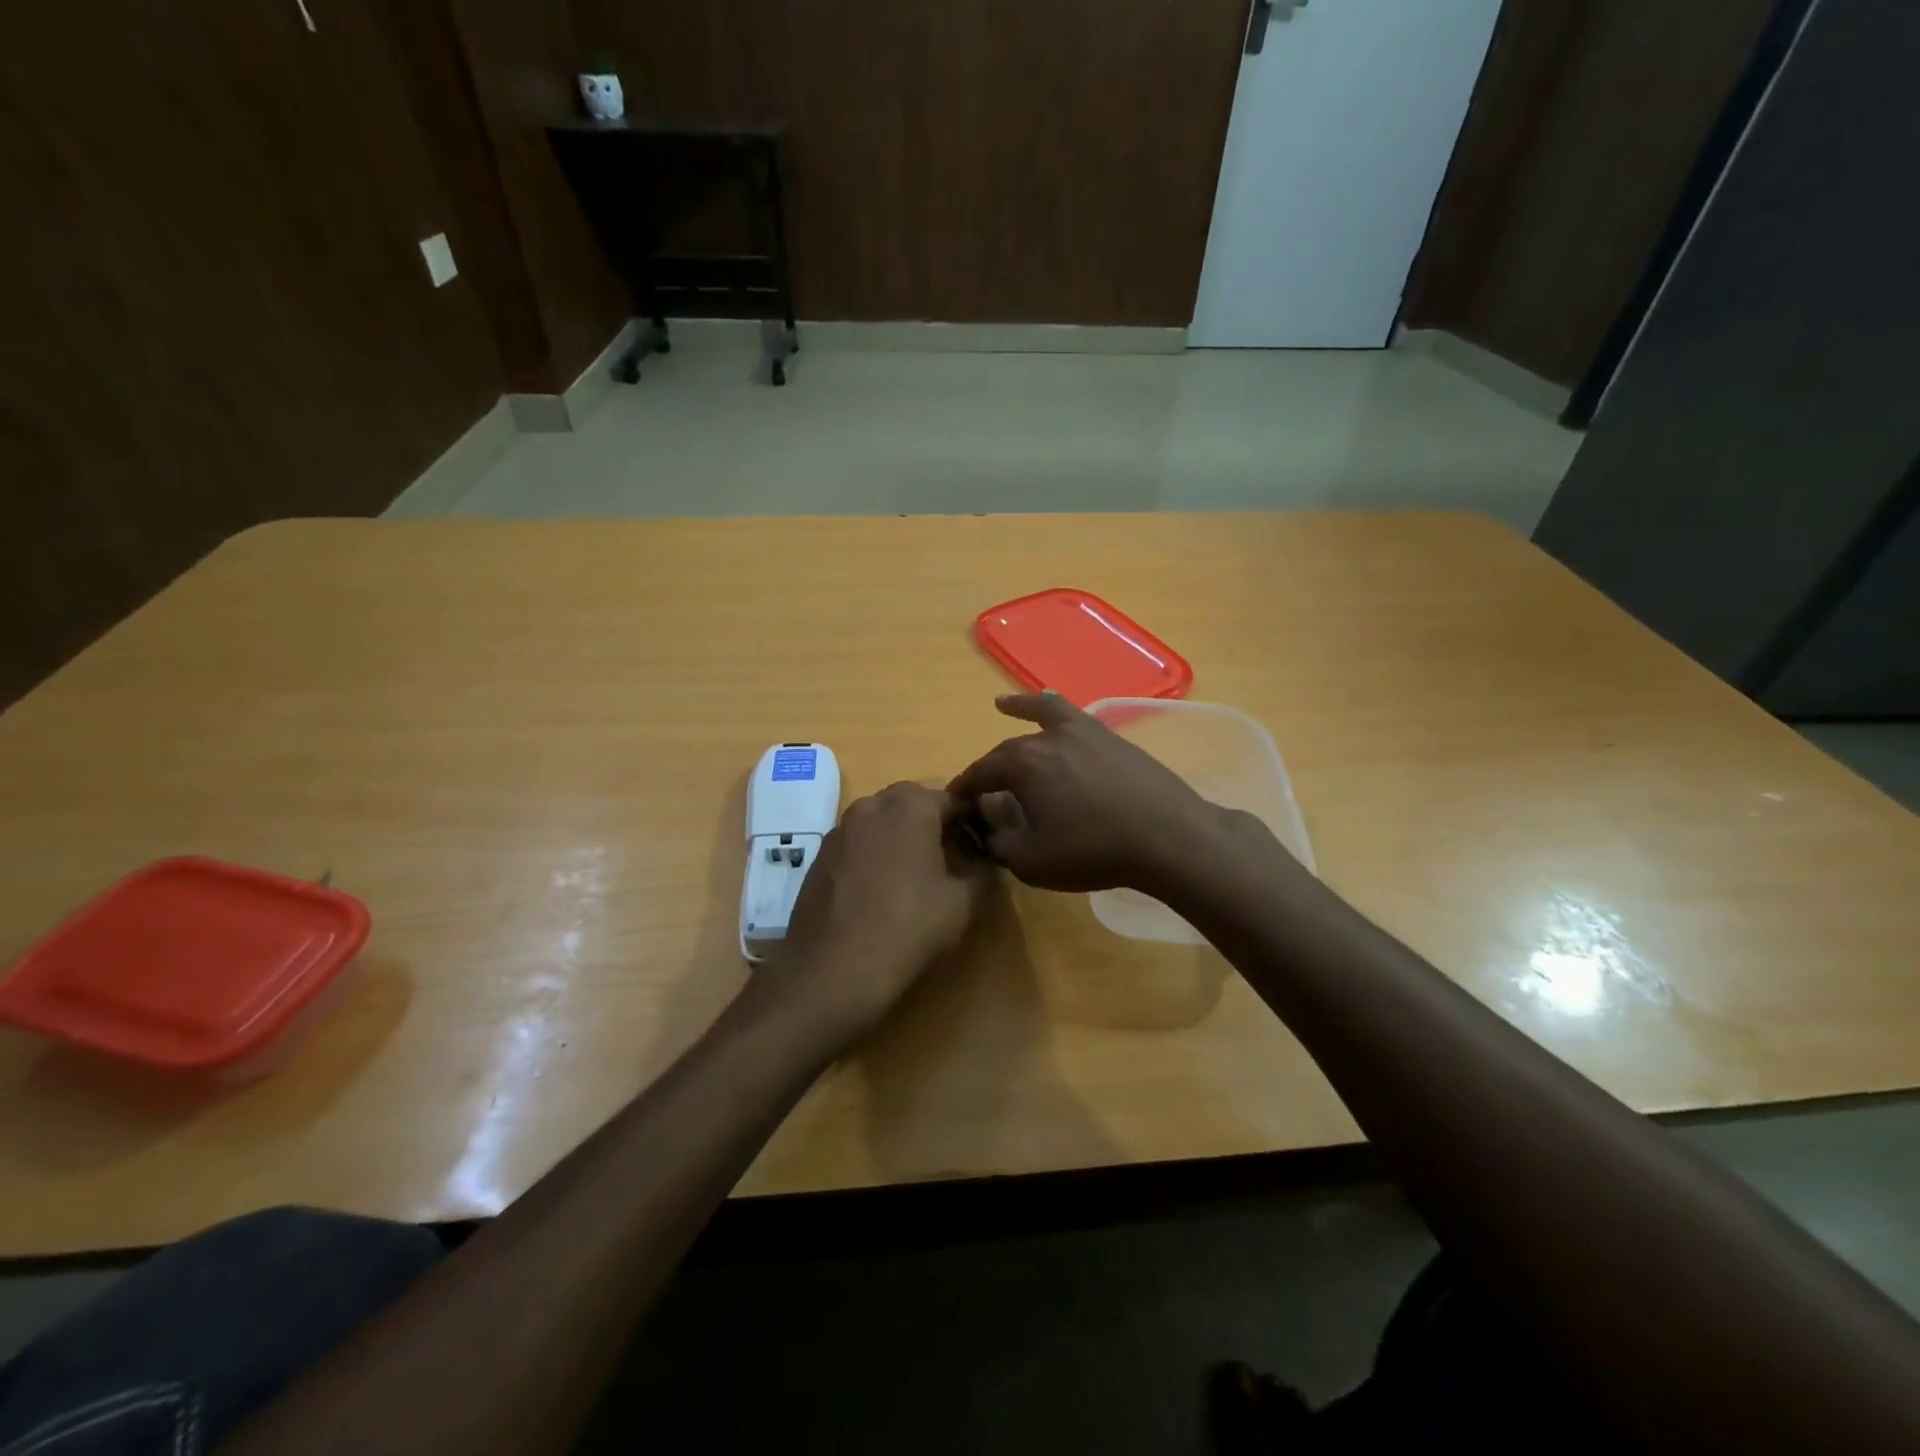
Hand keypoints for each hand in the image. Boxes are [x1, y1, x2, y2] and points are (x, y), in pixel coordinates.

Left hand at [778, 782, 994, 1032]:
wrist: (831, 972)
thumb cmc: (907, 929)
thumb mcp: (963, 904)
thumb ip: (982, 872)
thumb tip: (985, 861)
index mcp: (910, 806)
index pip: (951, 798)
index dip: (970, 819)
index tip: (982, 844)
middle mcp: (871, 806)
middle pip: (911, 802)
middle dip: (933, 821)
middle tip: (951, 856)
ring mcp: (839, 829)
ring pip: (880, 820)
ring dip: (900, 835)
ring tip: (915, 874)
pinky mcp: (819, 856)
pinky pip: (857, 842)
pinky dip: (873, 853)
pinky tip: (880, 889)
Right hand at [947, 693, 1253, 895]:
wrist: (1167, 836)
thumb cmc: (1093, 851)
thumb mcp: (1032, 862)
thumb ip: (1001, 843)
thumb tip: (992, 829)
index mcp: (1021, 764)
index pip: (980, 773)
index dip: (964, 789)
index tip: (954, 802)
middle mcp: (1047, 738)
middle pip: (1008, 750)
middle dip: (990, 767)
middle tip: (983, 787)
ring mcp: (1083, 732)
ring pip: (1042, 713)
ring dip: (1019, 710)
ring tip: (1003, 704)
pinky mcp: (1111, 737)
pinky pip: (1074, 716)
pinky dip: (1056, 710)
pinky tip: (1057, 712)